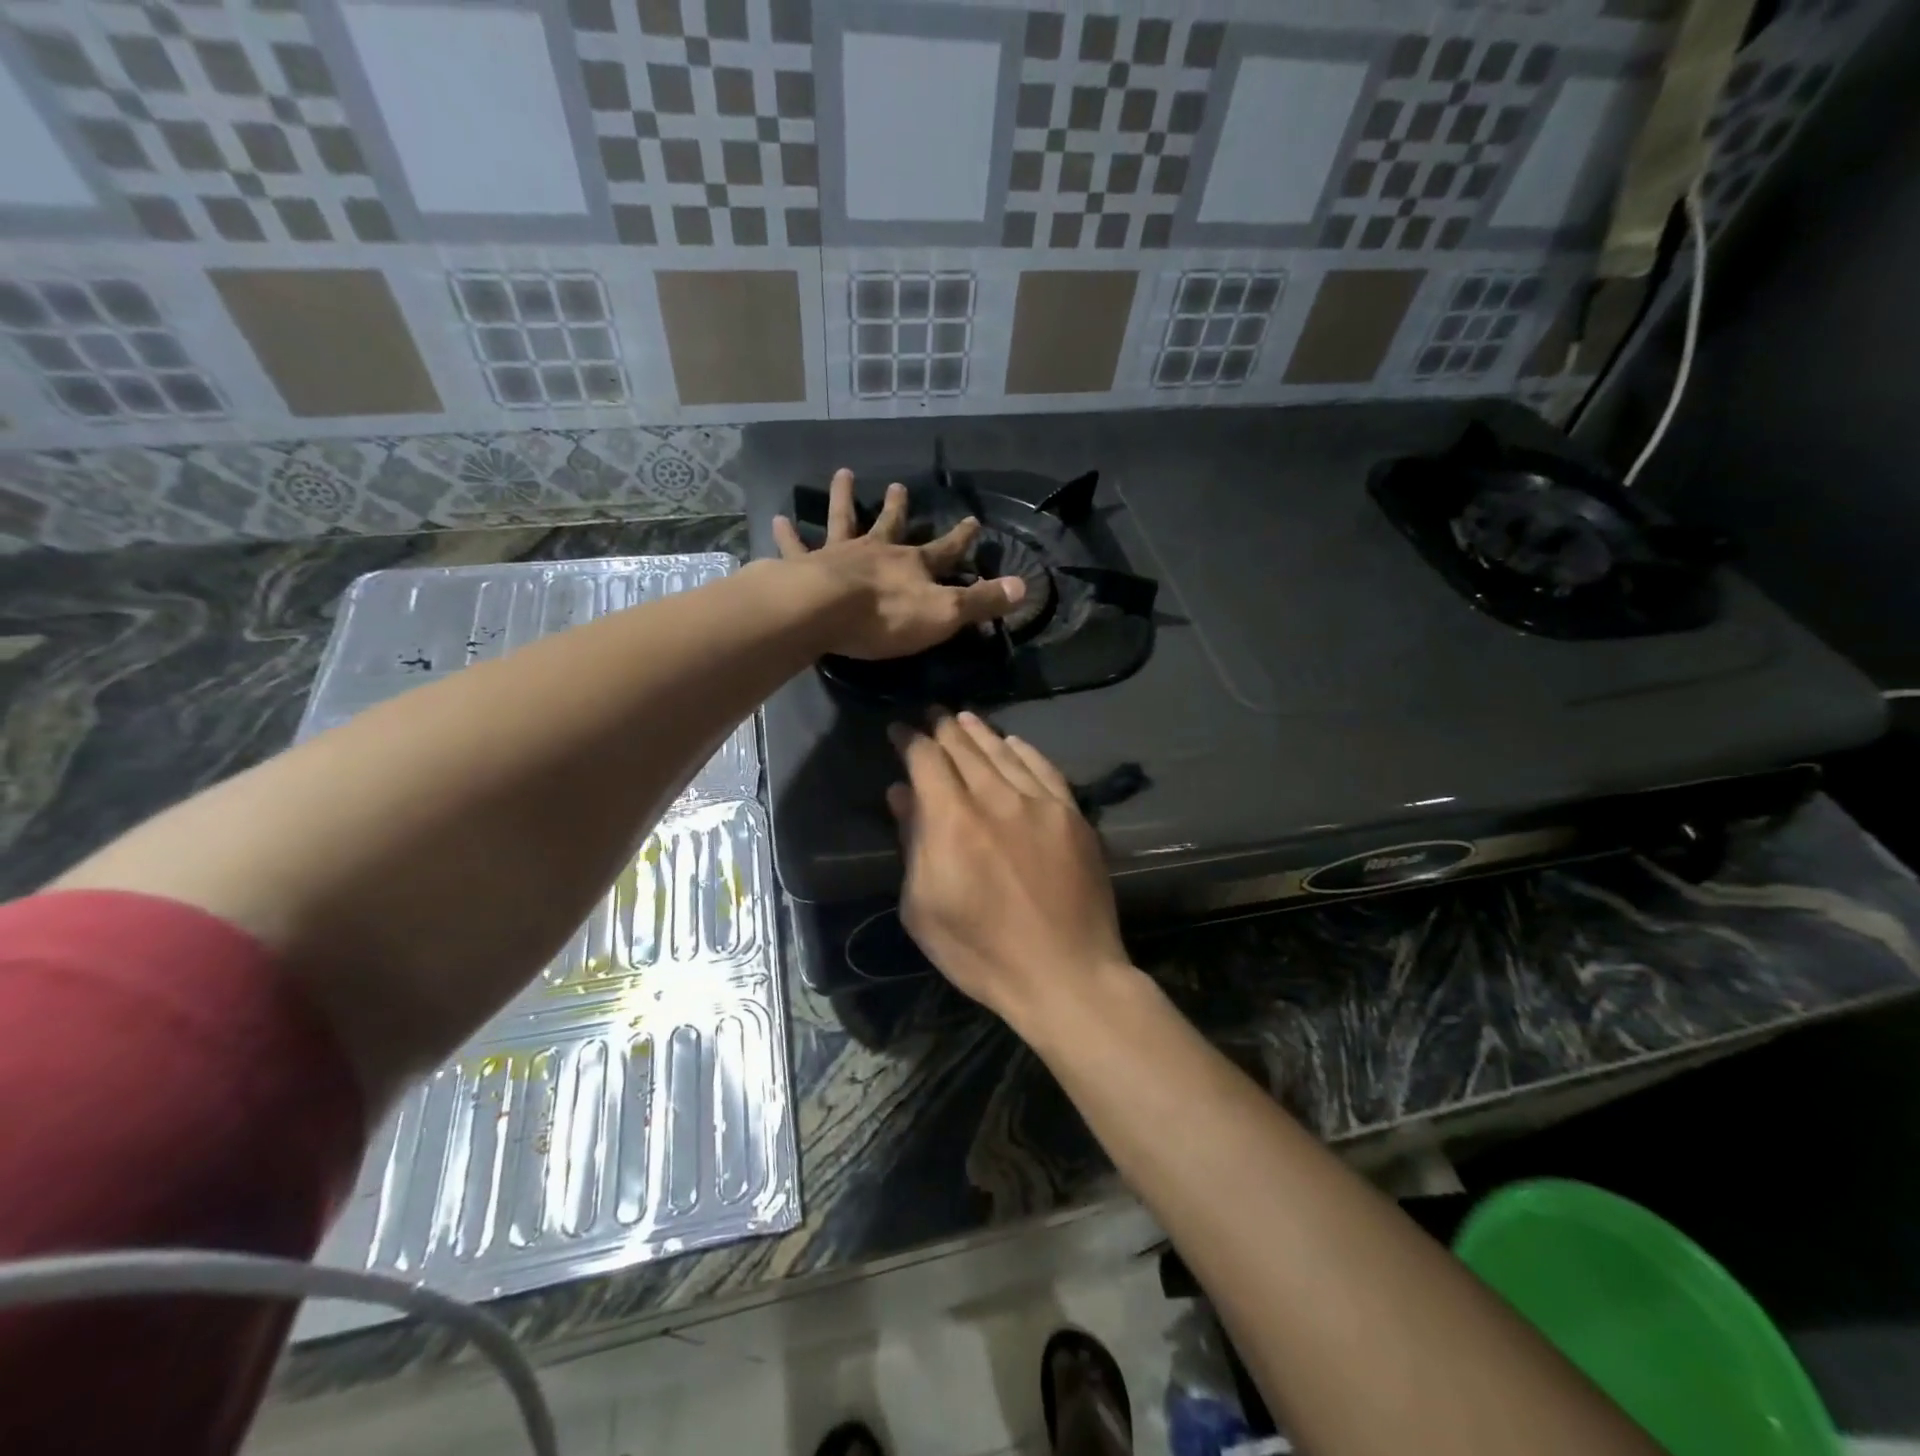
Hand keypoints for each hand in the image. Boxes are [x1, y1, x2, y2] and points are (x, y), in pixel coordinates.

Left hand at [772, 469, 1025, 659]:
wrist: (826, 611)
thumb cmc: (887, 617)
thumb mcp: (945, 613)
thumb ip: (982, 600)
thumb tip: (1024, 586)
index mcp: (913, 565)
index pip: (946, 550)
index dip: (961, 537)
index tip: (973, 520)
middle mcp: (877, 551)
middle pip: (890, 524)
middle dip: (898, 507)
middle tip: (898, 486)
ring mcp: (840, 554)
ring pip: (843, 520)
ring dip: (843, 498)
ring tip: (841, 474)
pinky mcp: (806, 565)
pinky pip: (796, 546)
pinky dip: (787, 534)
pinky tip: (777, 519)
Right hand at [888, 712, 1131, 1030]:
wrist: (1066, 974)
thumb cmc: (982, 953)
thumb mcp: (924, 908)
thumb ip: (912, 843)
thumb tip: (901, 794)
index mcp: (952, 821)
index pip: (926, 760)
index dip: (909, 741)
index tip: (899, 732)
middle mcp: (995, 798)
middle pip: (964, 747)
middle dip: (942, 728)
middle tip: (930, 714)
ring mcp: (1039, 803)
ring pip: (1003, 751)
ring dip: (979, 731)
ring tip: (962, 718)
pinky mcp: (1071, 814)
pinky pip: (1043, 768)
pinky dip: (1023, 750)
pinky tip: (1012, 742)